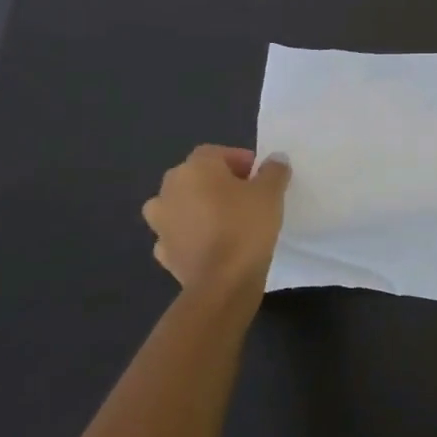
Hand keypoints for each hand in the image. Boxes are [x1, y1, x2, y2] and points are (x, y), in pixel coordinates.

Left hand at [142, 145, 290, 292]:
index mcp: (194, 168)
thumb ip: (273, 171)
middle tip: (246, 196)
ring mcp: (160, 223)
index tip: (259, 176)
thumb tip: (275, 160)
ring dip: (198, 207)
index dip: (239, 160)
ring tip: (225, 220)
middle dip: (218, 182)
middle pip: (195, 177)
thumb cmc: (246, 226)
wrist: (222, 283)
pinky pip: (178, 234)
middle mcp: (169, 190)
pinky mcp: (162, 252)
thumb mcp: (271, 192)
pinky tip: (211, 244)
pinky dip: (191, 235)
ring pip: (181, 205)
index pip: (215, 153)